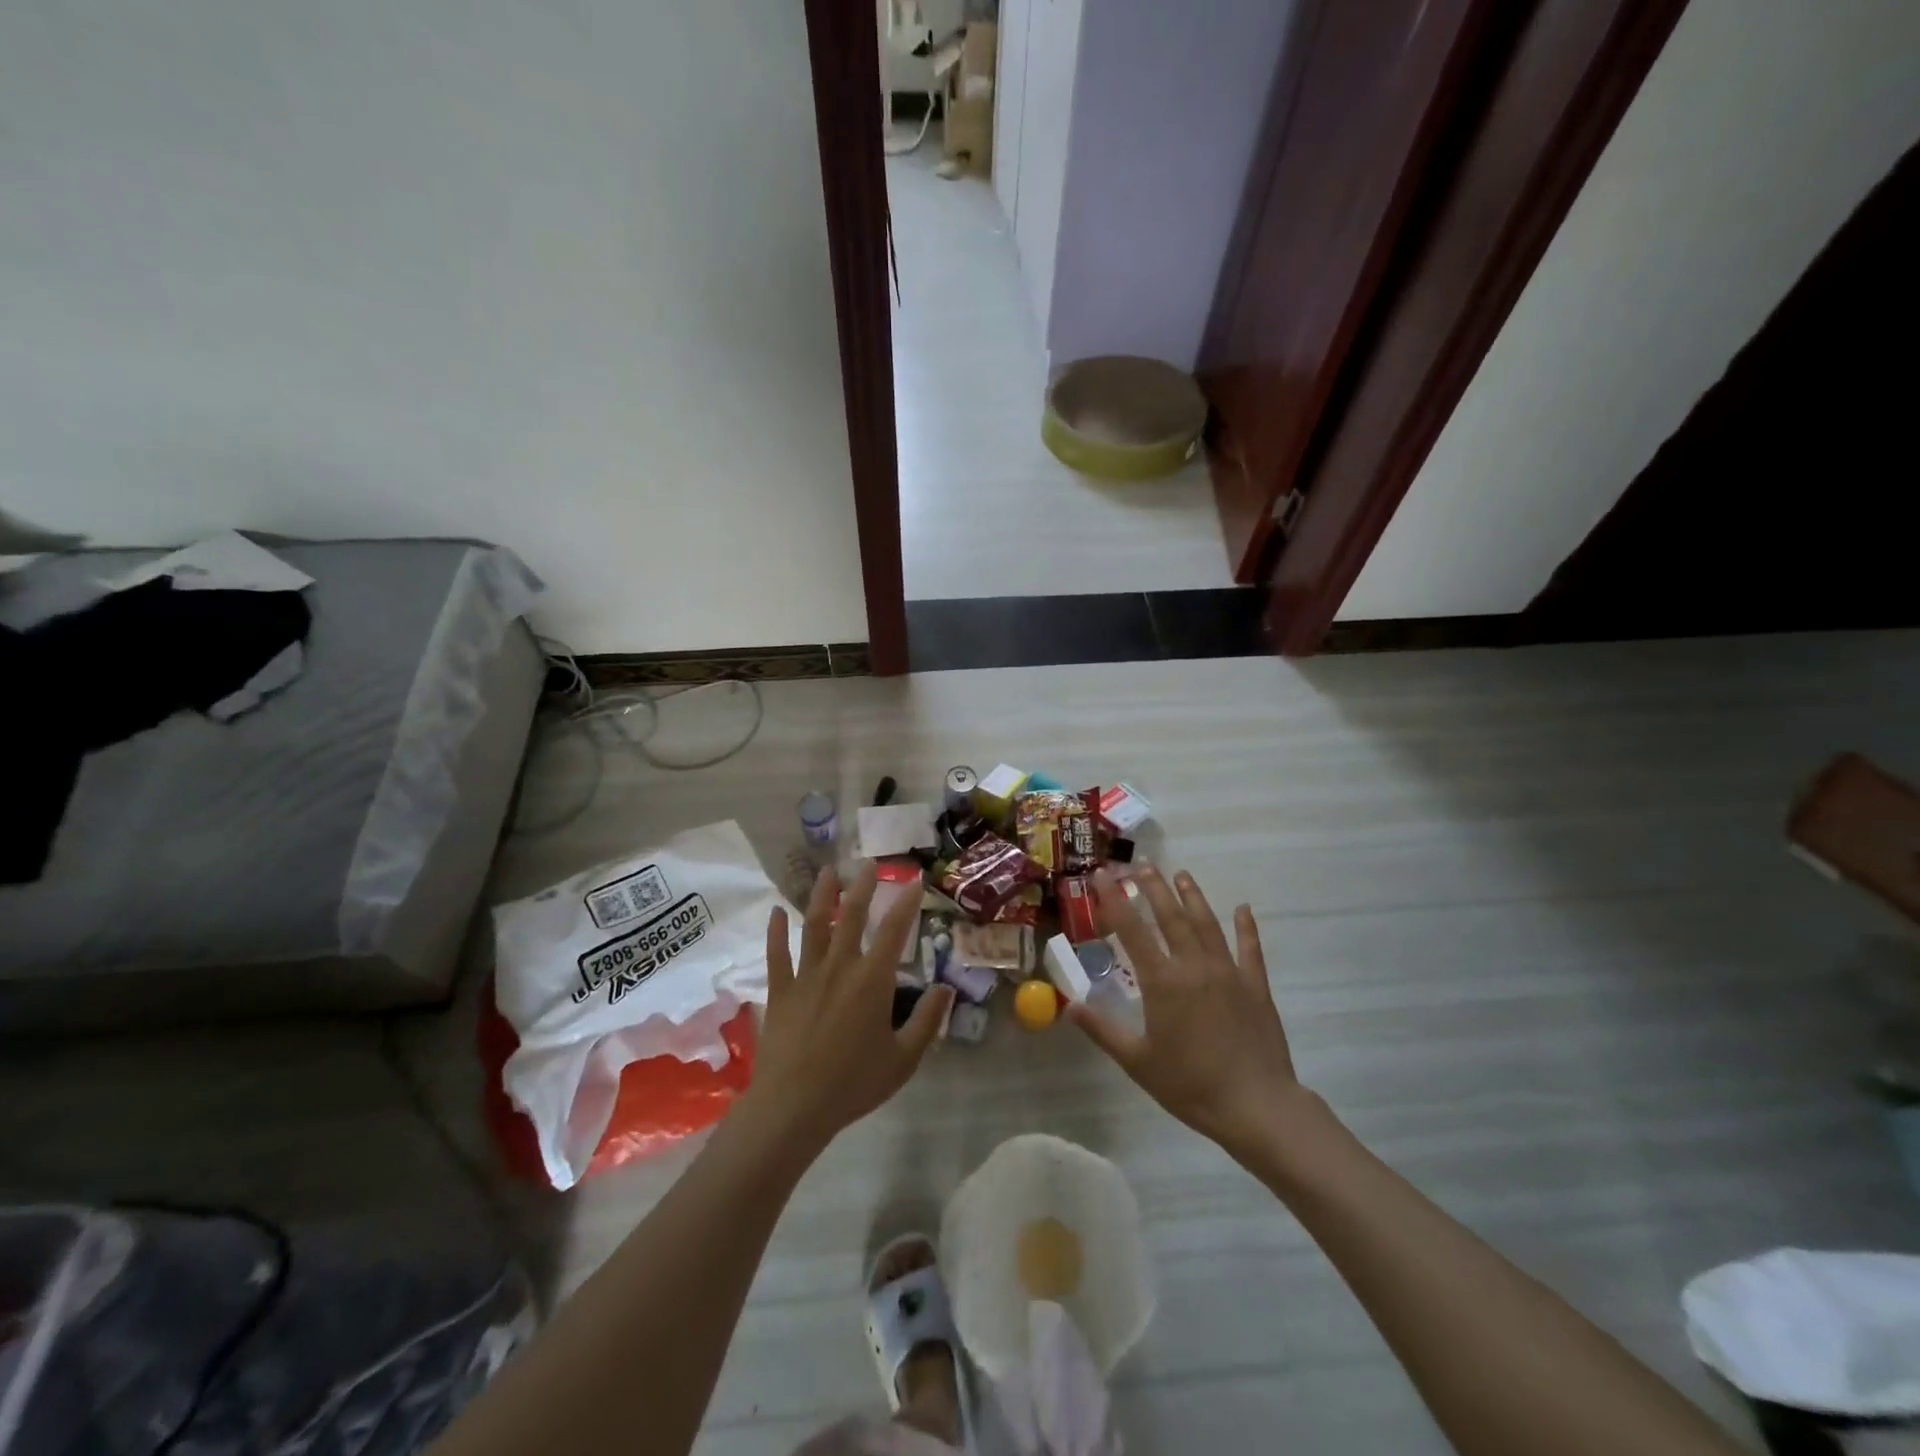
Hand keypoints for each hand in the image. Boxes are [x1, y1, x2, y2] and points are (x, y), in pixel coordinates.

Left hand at [743, 863, 953, 1152]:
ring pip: (814, 925)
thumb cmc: (854, 1083)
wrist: (794, 1106)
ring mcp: (806, 975)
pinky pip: (777, 954)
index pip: (894, 931)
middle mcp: (840, 966)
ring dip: (822, 896)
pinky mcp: (780, 990)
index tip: (913, 882)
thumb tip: (945, 988)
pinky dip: (776, 931)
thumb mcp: (904, 1058)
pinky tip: (776, 912)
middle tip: (868, 863)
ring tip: (828, 871)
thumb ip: (927, 1021)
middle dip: (862, 887)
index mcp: (873, 980)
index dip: (905, 904)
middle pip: (851, 916)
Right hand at [1069, 865, 1305, 1158]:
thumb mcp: (1137, 1061)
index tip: (1100, 875)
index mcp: (1162, 981)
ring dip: (1192, 896)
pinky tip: (1242, 909)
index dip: (1113, 900)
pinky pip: (1250, 949)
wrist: (1256, 1106)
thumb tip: (1067, 1006)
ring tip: (1181, 874)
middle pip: (1170, 916)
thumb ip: (1102, 1030)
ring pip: (1207, 924)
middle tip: (1140, 864)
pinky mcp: (1255, 985)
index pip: (1131, 930)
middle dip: (1153, 887)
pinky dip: (1246, 927)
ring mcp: (1228, 972)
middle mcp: (1194, 966)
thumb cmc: (1190, 1085)